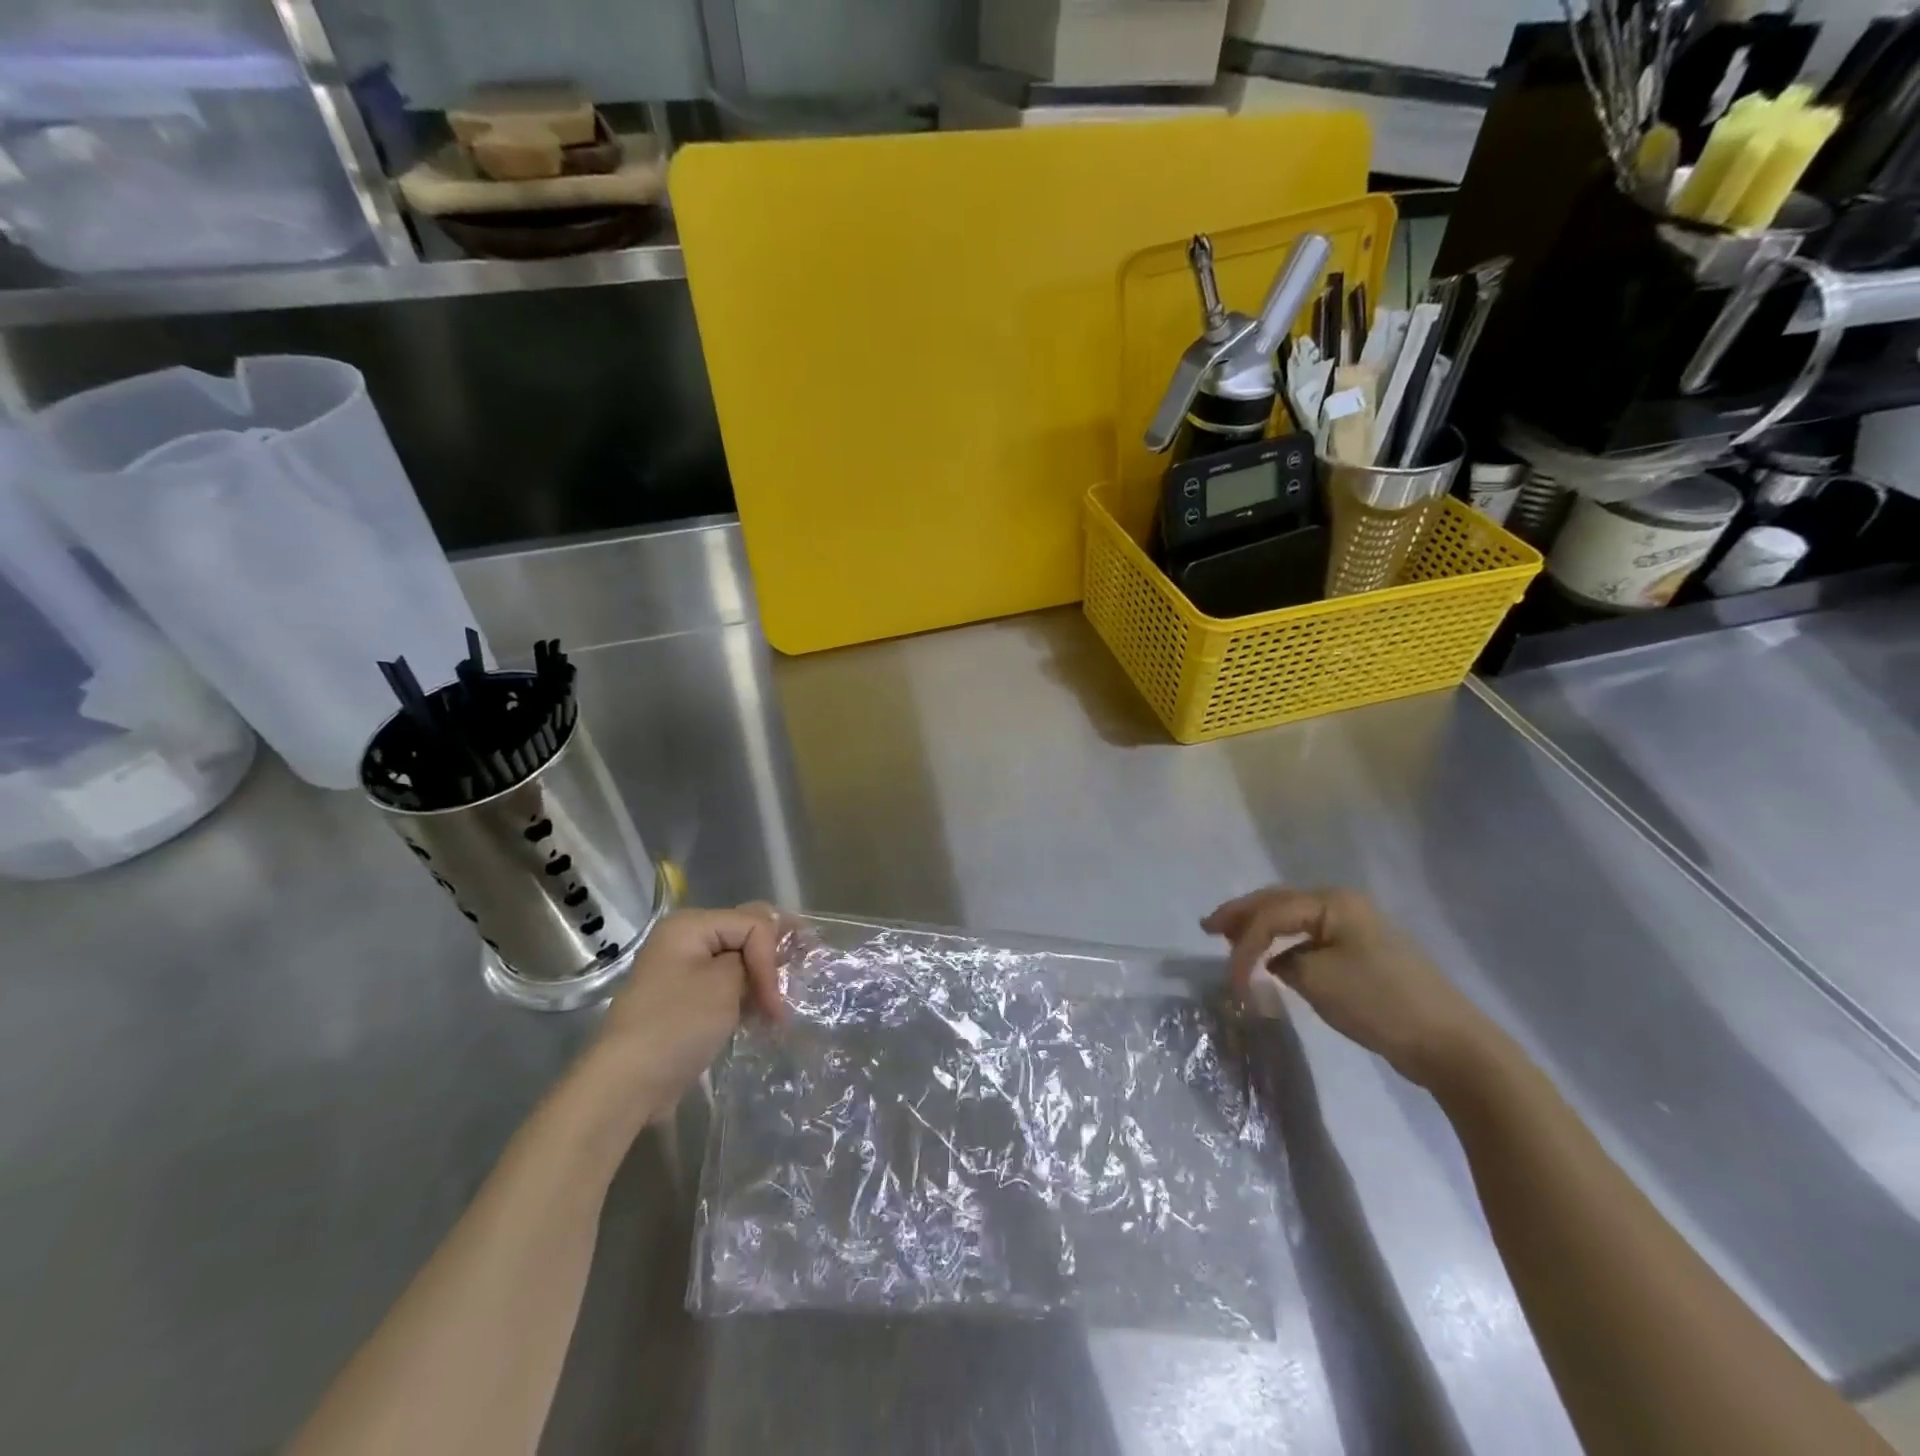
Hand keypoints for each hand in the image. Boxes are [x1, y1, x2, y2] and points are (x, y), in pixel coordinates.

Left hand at [593, 904, 785, 1110]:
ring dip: (762, 980)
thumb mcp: (725, 983)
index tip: (776, 1001)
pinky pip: (726, 984)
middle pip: (745, 934)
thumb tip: (762, 964)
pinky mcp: (686, 1000)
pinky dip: (747, 995)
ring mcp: (683, 970)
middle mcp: (685, 939)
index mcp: (691, 925)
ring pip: (738, 961)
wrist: (627, 1084)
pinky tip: (763, 1013)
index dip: (771, 958)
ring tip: (782, 1003)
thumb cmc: (678, 1025)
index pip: (753, 924)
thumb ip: (753, 958)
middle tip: (800, 978)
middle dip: (773, 958)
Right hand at [1202, 886, 1492, 1087]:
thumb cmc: (1379, 1002)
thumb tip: (1278, 962)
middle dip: (1242, 916)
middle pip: (1279, 903)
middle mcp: (1343, 905)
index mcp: (1332, 902)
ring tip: (1232, 940)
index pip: (1270, 914)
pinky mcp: (1363, 953)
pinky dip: (1285, 945)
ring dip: (1262, 929)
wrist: (1449, 1044)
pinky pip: (1311, 938)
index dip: (1242, 943)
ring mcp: (1356, 928)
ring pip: (1294, 920)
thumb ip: (1283, 962)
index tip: (1229, 980)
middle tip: (1208, 927)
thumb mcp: (1317, 979)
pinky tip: (1272, 959)